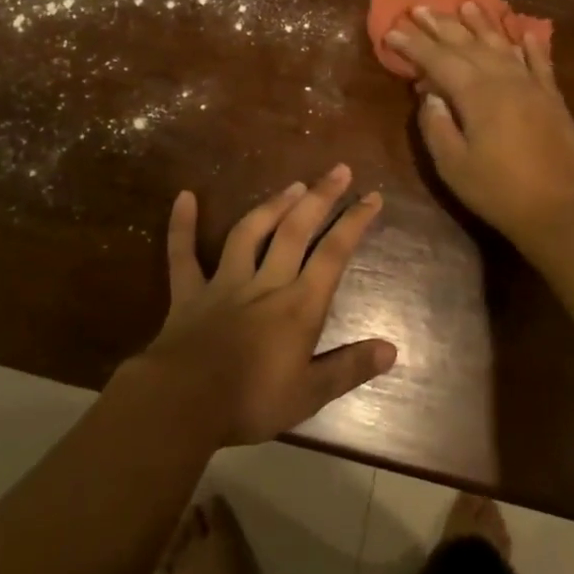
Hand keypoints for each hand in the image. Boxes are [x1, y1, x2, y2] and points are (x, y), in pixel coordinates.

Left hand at [136, 165, 395, 445]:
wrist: (183, 404)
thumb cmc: (251, 402)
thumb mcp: (309, 394)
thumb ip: (349, 368)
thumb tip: (391, 349)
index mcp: (298, 305)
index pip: (333, 254)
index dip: (354, 222)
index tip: (372, 196)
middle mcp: (265, 283)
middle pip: (295, 231)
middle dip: (320, 198)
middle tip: (339, 169)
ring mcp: (224, 283)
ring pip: (249, 233)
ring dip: (272, 205)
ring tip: (293, 184)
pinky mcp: (189, 293)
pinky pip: (183, 254)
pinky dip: (182, 226)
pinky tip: (184, 197)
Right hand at [384, 2, 573, 248]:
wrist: (560, 209)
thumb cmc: (498, 190)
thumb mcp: (453, 165)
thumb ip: (436, 125)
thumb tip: (429, 94)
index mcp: (477, 94)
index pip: (437, 60)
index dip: (413, 45)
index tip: (392, 30)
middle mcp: (504, 79)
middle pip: (468, 44)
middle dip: (441, 26)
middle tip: (420, 8)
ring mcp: (532, 85)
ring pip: (502, 45)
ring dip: (482, 24)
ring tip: (466, 4)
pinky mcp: (552, 97)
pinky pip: (540, 62)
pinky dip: (530, 44)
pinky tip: (523, 32)